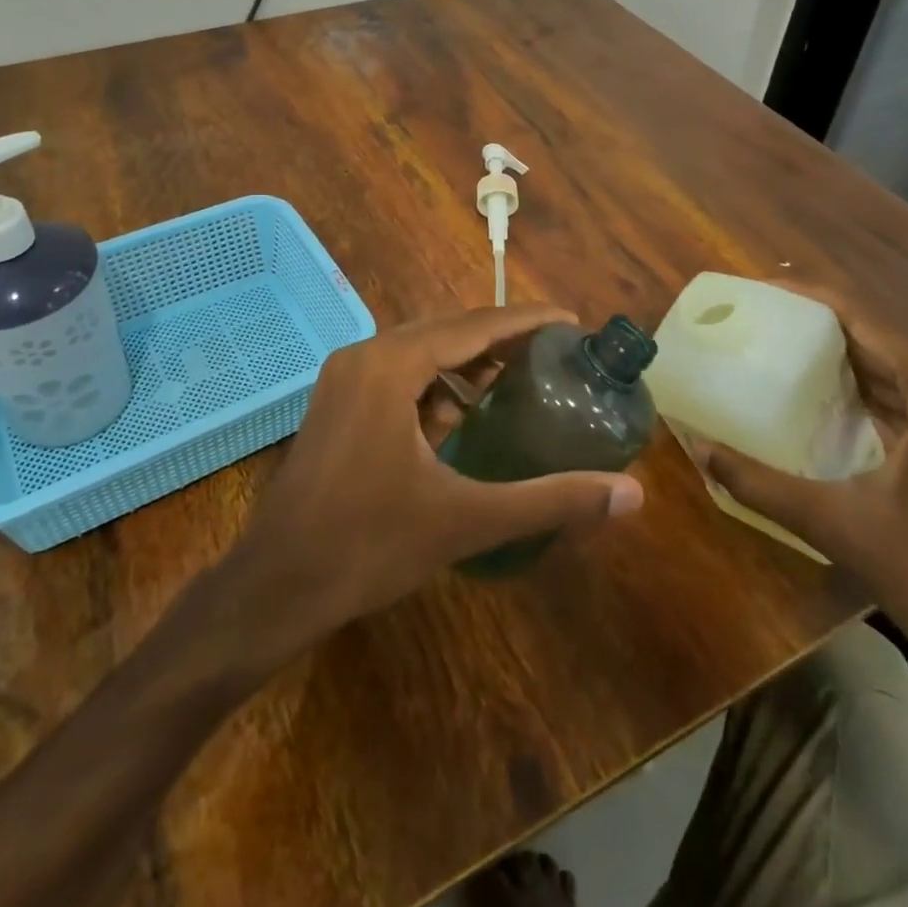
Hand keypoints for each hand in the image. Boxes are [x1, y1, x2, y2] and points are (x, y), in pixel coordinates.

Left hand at [239, 304, 644, 633]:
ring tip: (518, 380)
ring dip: (467, 363)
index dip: (527, 320)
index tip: (571, 322)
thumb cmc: (368, 545)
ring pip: (420, 353)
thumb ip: (551, 500)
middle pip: (447, 331)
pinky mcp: (336, 403)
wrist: (276, 585)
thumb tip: (631, 495)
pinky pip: (397, 376)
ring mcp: (344, 377)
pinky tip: (462, 415)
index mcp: (392, 364)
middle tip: (554, 354)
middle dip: (501, 340)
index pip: (474, 325)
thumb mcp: (466, 519)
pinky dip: (434, 385)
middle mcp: (365, 355)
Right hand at [691, 287, 907, 690]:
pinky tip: (830, 399)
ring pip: (905, 366)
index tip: (761, 288)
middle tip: (761, 318)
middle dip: (823, 323)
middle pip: (887, 336)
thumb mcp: (841, 526)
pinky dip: (874, 388)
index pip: (870, 319)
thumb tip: (698, 449)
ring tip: (784, 347)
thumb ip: (762, 483)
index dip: (812, 297)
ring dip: (848, 355)